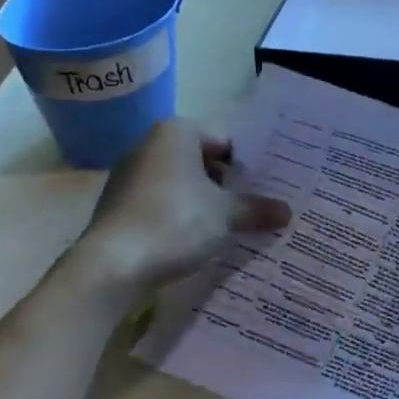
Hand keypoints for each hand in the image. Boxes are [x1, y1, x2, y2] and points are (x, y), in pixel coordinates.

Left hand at [65, 119, 290, 309]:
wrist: (111, 265)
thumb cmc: (174, 222)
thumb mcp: (225, 215)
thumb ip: (257, 209)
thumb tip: (288, 212)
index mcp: (176, 132)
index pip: (222, 143)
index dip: (245, 167)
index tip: (263, 189)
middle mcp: (149, 144)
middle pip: (200, 162)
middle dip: (224, 185)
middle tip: (252, 207)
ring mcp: (128, 174)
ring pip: (178, 183)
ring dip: (201, 202)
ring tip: (227, 226)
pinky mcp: (117, 204)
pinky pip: (158, 202)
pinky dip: (176, 216)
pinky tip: (192, 240)